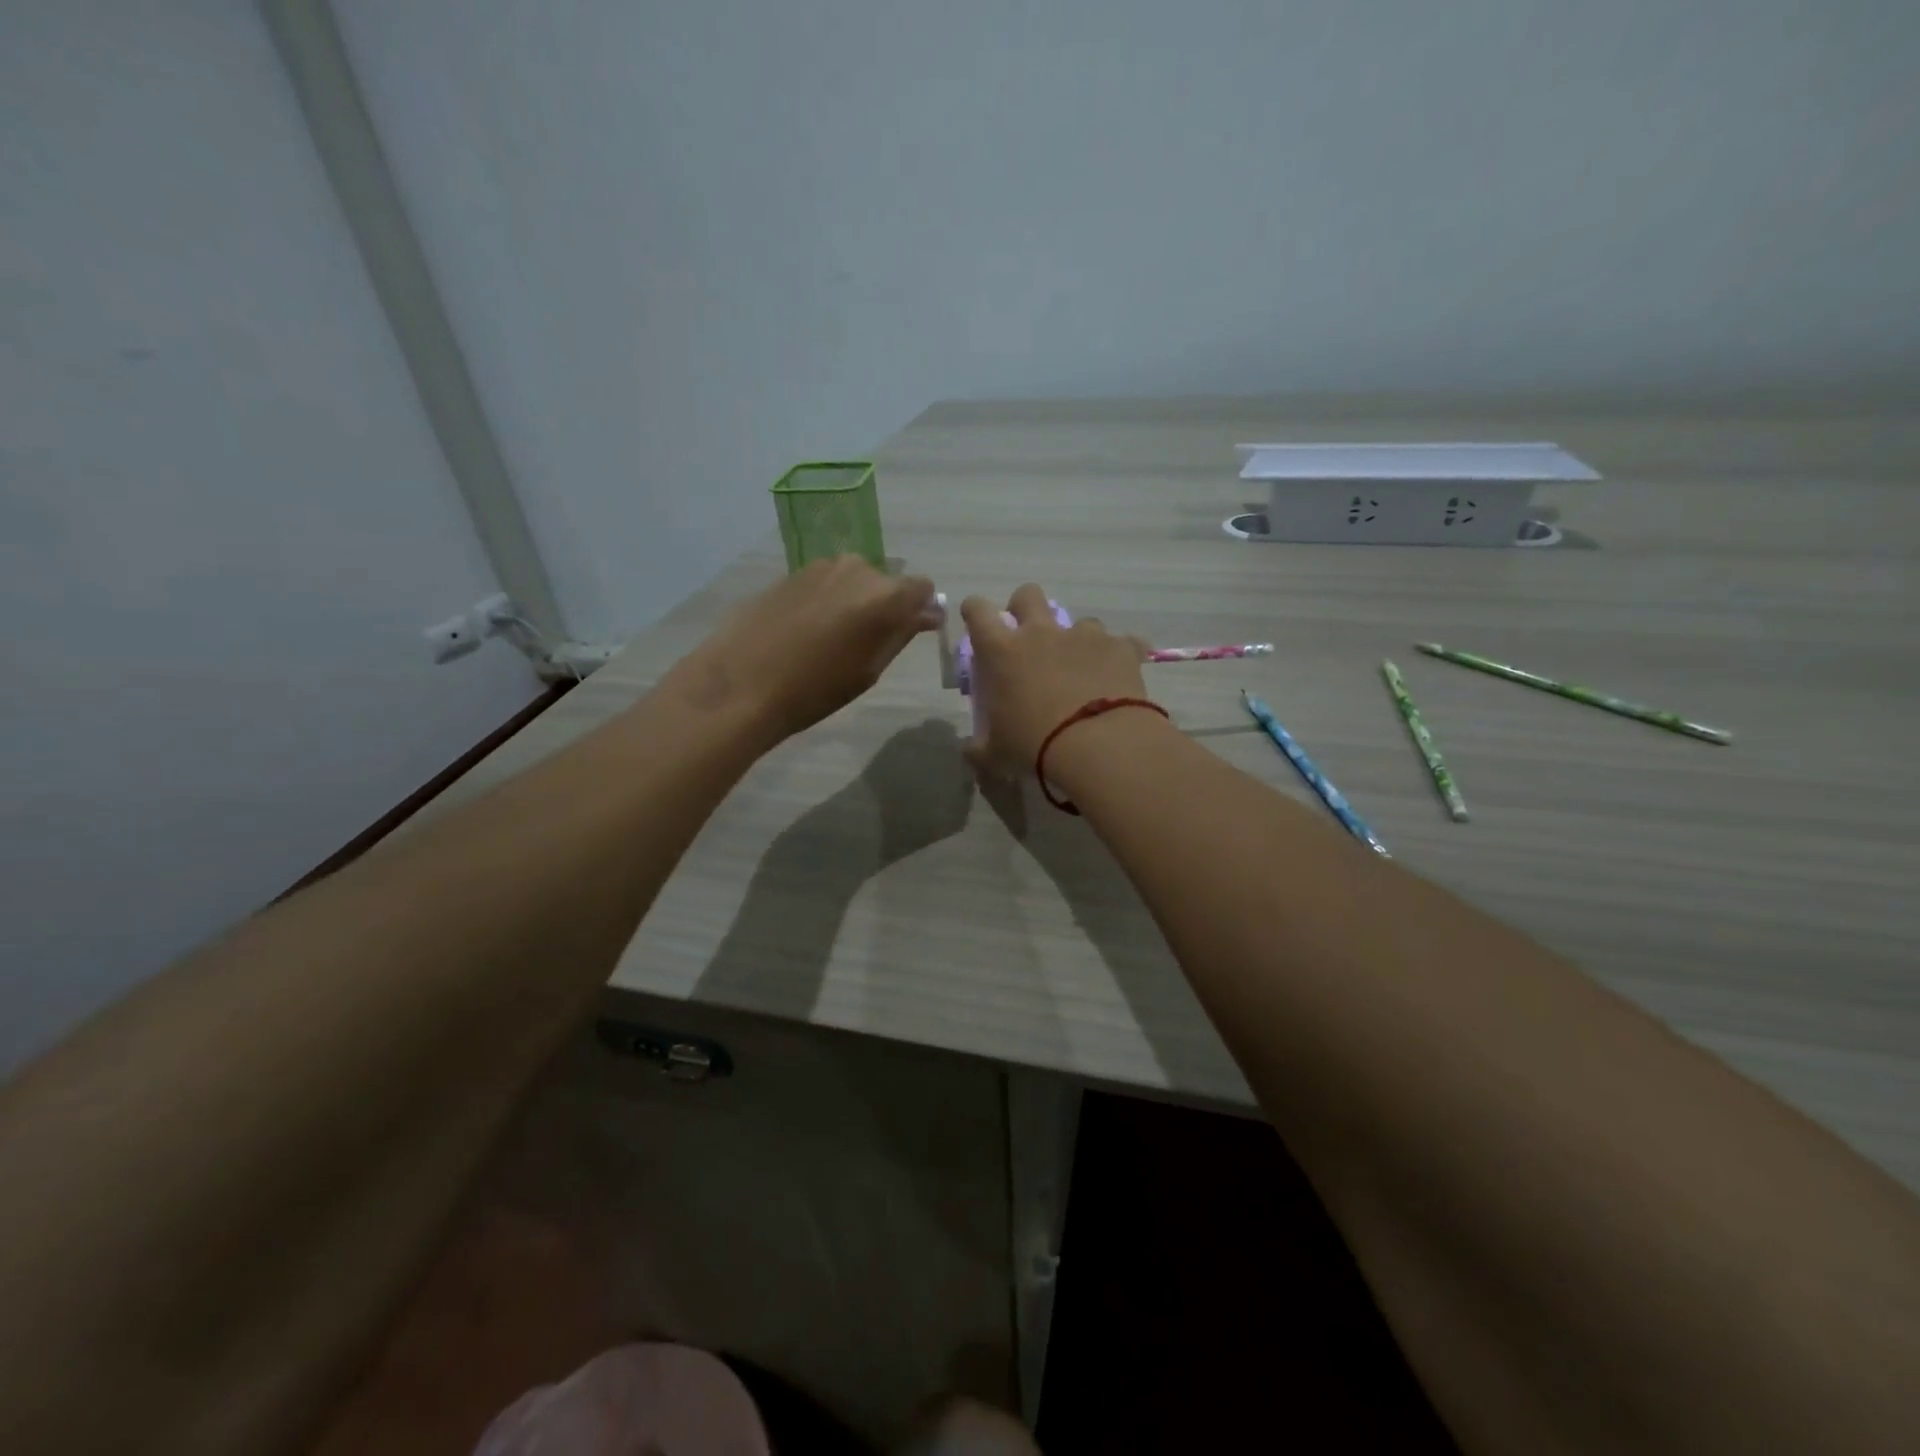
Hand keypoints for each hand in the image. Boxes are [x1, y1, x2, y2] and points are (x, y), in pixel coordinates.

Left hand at [666, 556, 938, 742]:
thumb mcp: (869, 670)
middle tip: (864, 643)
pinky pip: (825, 582)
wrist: (742, 682)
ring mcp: (821, 566)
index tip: (907, 633)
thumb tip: (925, 614)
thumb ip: (901, 635)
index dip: (919, 609)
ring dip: (853, 601)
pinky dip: (826, 600)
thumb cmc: (815, 689)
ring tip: (830, 638)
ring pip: (854, 580)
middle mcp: (858, 568)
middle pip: (886, 581)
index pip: (922, 588)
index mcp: (885, 595)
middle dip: (884, 605)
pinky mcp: (792, 572)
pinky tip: (805, 630)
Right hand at [960, 583, 1150, 775]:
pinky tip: (1120, 680)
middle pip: (1028, 595)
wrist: (1100, 746)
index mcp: (1002, 651)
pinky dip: (1119, 658)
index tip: (977, 620)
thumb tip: (970, 751)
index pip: (978, 611)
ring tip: (1083, 670)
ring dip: (1078, 641)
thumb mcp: (996, 755)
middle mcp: (1041, 633)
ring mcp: (1084, 636)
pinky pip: (1123, 644)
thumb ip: (979, 748)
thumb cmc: (1035, 746)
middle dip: (1025, 608)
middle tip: (1029, 637)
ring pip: (1080, 622)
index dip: (975, 611)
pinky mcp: (1121, 648)